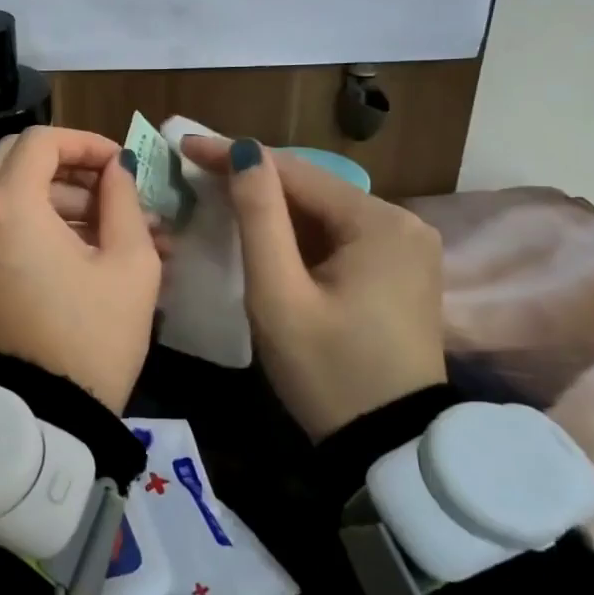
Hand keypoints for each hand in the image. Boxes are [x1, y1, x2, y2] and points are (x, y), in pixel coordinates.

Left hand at [0, 127, 160, 412]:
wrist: (42, 415)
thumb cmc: (93, 338)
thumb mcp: (130, 264)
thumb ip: (123, 200)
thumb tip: (116, 169)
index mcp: (8, 206)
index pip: (41, 142)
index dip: (85, 143)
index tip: (120, 165)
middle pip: (18, 159)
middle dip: (70, 167)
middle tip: (113, 191)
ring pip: (8, 189)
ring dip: (58, 197)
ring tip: (116, 227)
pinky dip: (35, 219)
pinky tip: (83, 245)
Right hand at [181, 137, 444, 439]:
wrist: (389, 448)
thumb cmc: (326, 371)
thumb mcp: (279, 294)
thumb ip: (258, 218)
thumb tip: (244, 153)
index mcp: (379, 223)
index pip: (295, 172)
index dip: (236, 156)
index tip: (186, 146)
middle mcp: (403, 222)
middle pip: (312, 188)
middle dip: (254, 178)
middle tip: (195, 169)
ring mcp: (407, 248)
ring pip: (323, 211)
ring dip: (273, 204)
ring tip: (217, 191)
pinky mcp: (400, 271)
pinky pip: (339, 235)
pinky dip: (298, 231)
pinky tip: (262, 228)